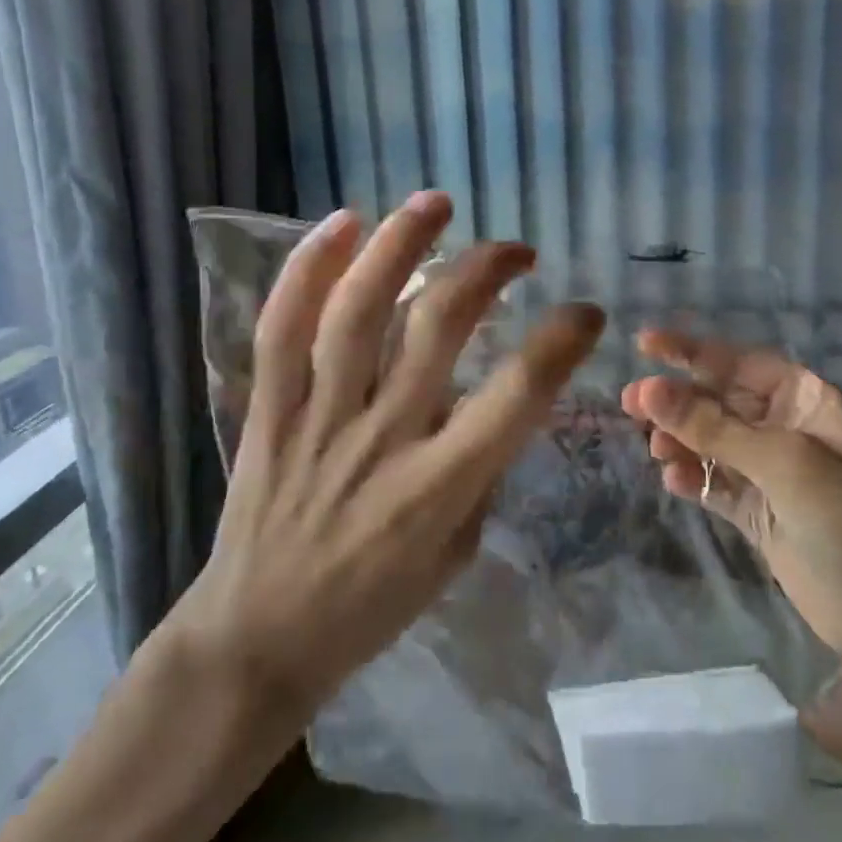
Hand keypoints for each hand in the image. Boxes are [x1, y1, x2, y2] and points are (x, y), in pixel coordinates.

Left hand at [163, 191, 603, 713]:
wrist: (257, 640)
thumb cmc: (371, 606)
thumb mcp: (455, 553)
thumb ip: (478, 472)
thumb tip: (486, 401)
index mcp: (440, 486)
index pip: (518, 394)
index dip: (562, 340)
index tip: (585, 310)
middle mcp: (383, 437)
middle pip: (439, 326)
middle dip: (487, 270)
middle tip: (516, 249)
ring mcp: (319, 417)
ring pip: (359, 311)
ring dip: (400, 245)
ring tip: (435, 202)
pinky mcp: (269, 410)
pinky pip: (282, 329)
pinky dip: (309, 270)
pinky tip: (341, 224)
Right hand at [620, 331, 841, 655]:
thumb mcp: (781, 460)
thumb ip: (710, 426)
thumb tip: (646, 389)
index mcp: (803, 398)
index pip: (737, 362)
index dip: (691, 351)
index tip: (644, 344)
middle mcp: (784, 426)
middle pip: (716, 401)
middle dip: (675, 400)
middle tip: (629, 404)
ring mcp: (769, 471)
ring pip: (709, 441)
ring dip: (679, 439)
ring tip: (655, 448)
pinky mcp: (756, 511)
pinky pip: (712, 483)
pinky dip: (690, 477)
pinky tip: (671, 478)